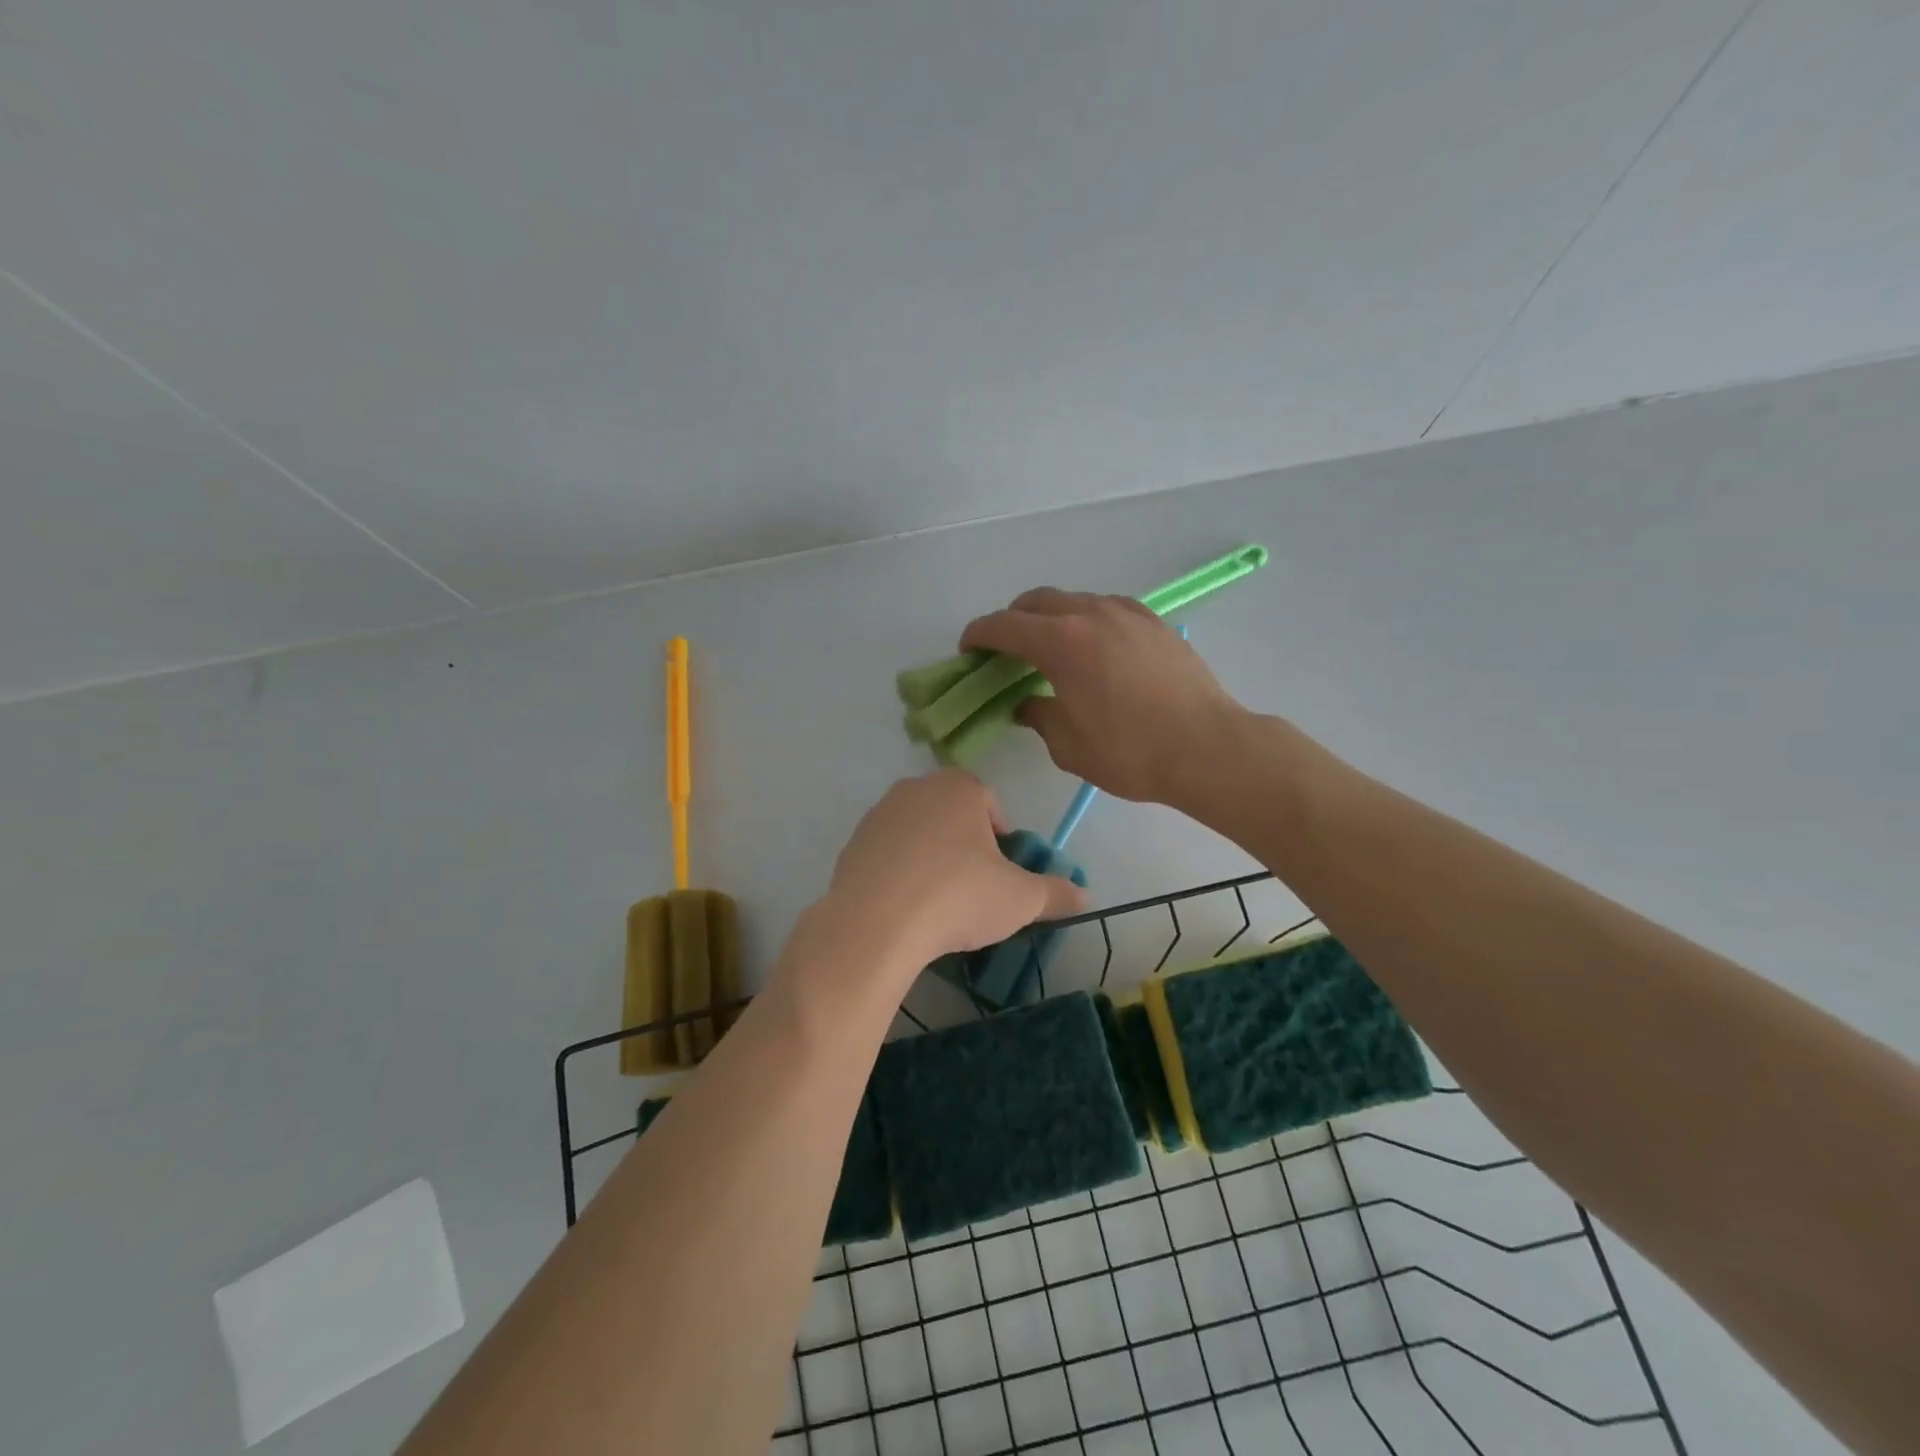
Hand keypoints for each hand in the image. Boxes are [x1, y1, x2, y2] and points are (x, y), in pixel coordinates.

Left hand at [827, 771, 1087, 961]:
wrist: (876, 924)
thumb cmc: (958, 896)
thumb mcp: (1020, 899)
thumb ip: (1056, 893)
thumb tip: (1084, 896)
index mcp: (958, 787)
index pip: (991, 804)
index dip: (1002, 839)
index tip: (1002, 873)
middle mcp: (915, 789)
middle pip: (952, 816)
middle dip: (966, 847)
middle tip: (975, 889)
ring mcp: (878, 816)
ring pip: (918, 834)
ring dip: (931, 860)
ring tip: (938, 903)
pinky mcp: (851, 846)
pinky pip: (887, 856)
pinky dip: (900, 875)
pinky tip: (906, 909)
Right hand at [962, 589, 1244, 802]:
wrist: (1207, 747)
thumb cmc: (1130, 752)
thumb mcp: (1068, 745)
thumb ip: (1038, 716)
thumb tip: (1026, 705)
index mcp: (1062, 642)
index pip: (1004, 625)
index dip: (978, 634)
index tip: (968, 651)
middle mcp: (1091, 614)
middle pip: (1036, 601)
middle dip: (1012, 621)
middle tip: (1006, 652)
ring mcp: (1127, 613)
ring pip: (1074, 600)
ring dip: (1051, 618)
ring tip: (1052, 650)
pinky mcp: (1154, 622)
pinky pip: (1107, 608)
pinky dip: (1087, 620)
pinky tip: (1095, 649)